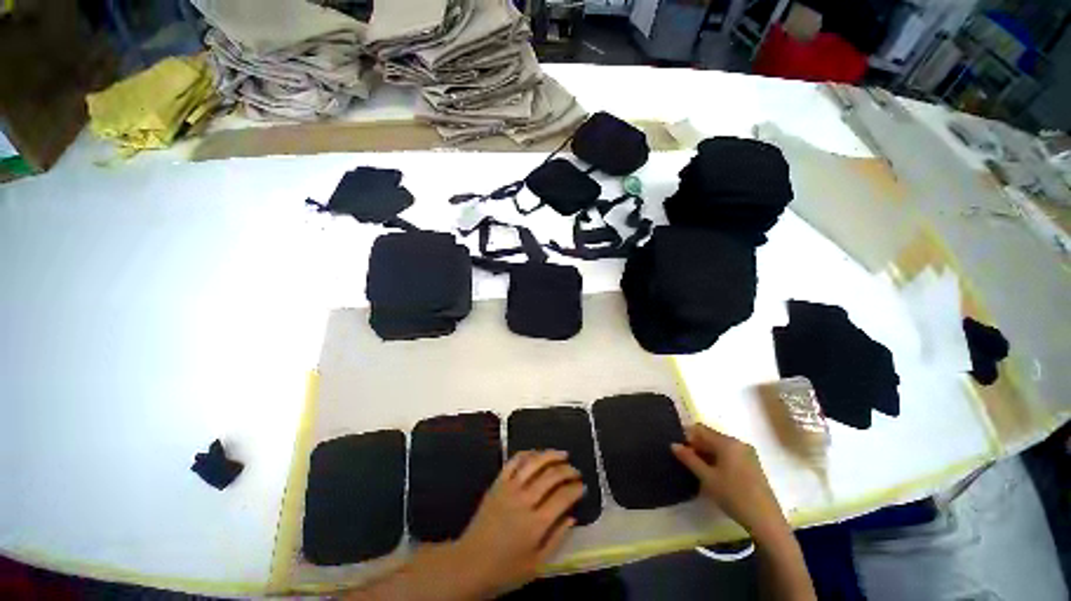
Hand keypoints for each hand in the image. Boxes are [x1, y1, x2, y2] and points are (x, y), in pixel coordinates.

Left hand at [455, 450, 585, 595]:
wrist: (469, 564)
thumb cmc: (505, 570)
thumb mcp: (536, 565)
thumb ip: (557, 539)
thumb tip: (572, 517)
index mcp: (536, 524)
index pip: (562, 497)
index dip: (576, 489)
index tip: (583, 486)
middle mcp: (524, 501)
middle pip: (551, 476)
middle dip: (567, 470)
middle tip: (576, 471)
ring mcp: (509, 488)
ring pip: (534, 463)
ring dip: (551, 455)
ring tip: (563, 454)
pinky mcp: (498, 483)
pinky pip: (514, 461)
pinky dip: (528, 454)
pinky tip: (537, 454)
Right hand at [671, 424, 787, 542]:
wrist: (766, 521)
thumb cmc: (734, 496)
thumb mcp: (707, 478)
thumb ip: (689, 459)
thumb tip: (673, 444)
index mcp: (727, 442)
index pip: (700, 429)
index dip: (687, 437)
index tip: (679, 450)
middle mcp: (738, 443)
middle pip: (711, 437)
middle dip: (697, 446)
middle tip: (686, 462)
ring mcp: (748, 453)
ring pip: (720, 447)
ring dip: (707, 454)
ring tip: (699, 470)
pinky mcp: (752, 465)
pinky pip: (730, 454)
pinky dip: (719, 460)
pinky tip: (715, 475)